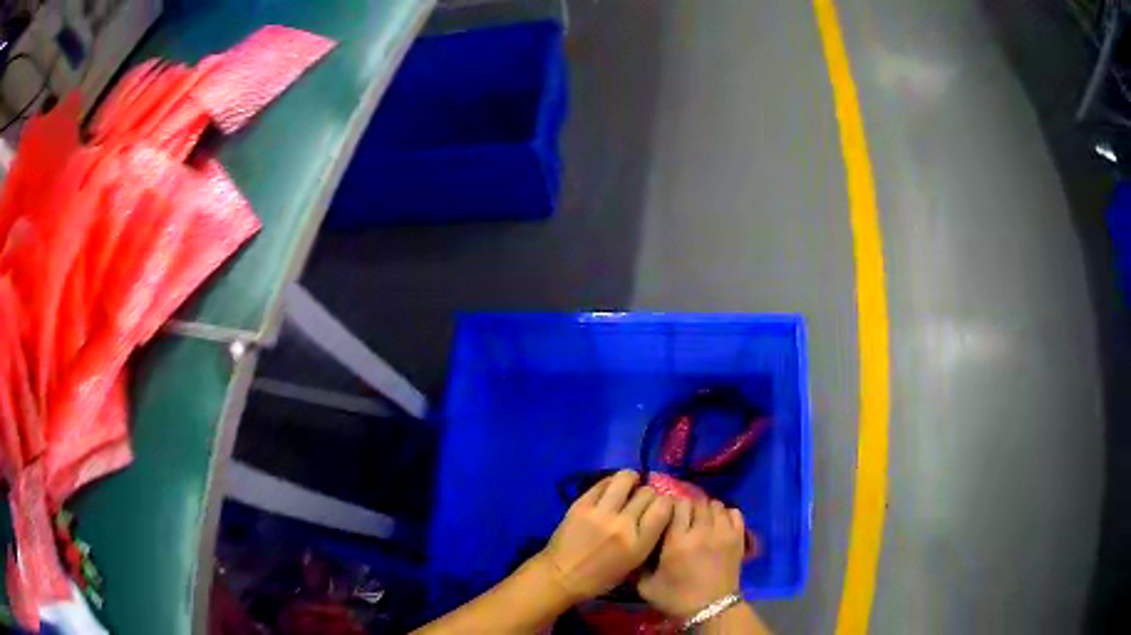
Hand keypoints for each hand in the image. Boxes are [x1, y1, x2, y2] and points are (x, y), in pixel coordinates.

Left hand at [537, 470, 673, 601]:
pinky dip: (609, 483)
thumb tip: (655, 514)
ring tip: (629, 484)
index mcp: (639, 545)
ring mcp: (601, 513)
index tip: (659, 506)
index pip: (664, 508)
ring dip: (631, 479)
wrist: (561, 577)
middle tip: (641, 500)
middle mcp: (623, 526)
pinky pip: (602, 484)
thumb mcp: (633, 564)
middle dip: (648, 494)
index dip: (665, 503)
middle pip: (647, 493)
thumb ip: (647, 538)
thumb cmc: (599, 578)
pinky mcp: (581, 505)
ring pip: (625, 479)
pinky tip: (610, 489)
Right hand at [637, 499, 745, 617]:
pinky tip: (719, 523)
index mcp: (677, 541)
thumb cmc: (677, 597)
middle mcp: (701, 531)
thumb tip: (638, 547)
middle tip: (684, 518)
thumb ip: (640, 564)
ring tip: (701, 520)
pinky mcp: (739, 538)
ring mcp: (723, 533)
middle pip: (697, 502)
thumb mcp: (647, 586)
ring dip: (707, 509)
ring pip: (716, 505)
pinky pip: (735, 513)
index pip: (677, 505)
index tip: (667, 515)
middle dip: (689, 507)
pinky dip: (726, 514)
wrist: (712, 608)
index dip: (671, 507)